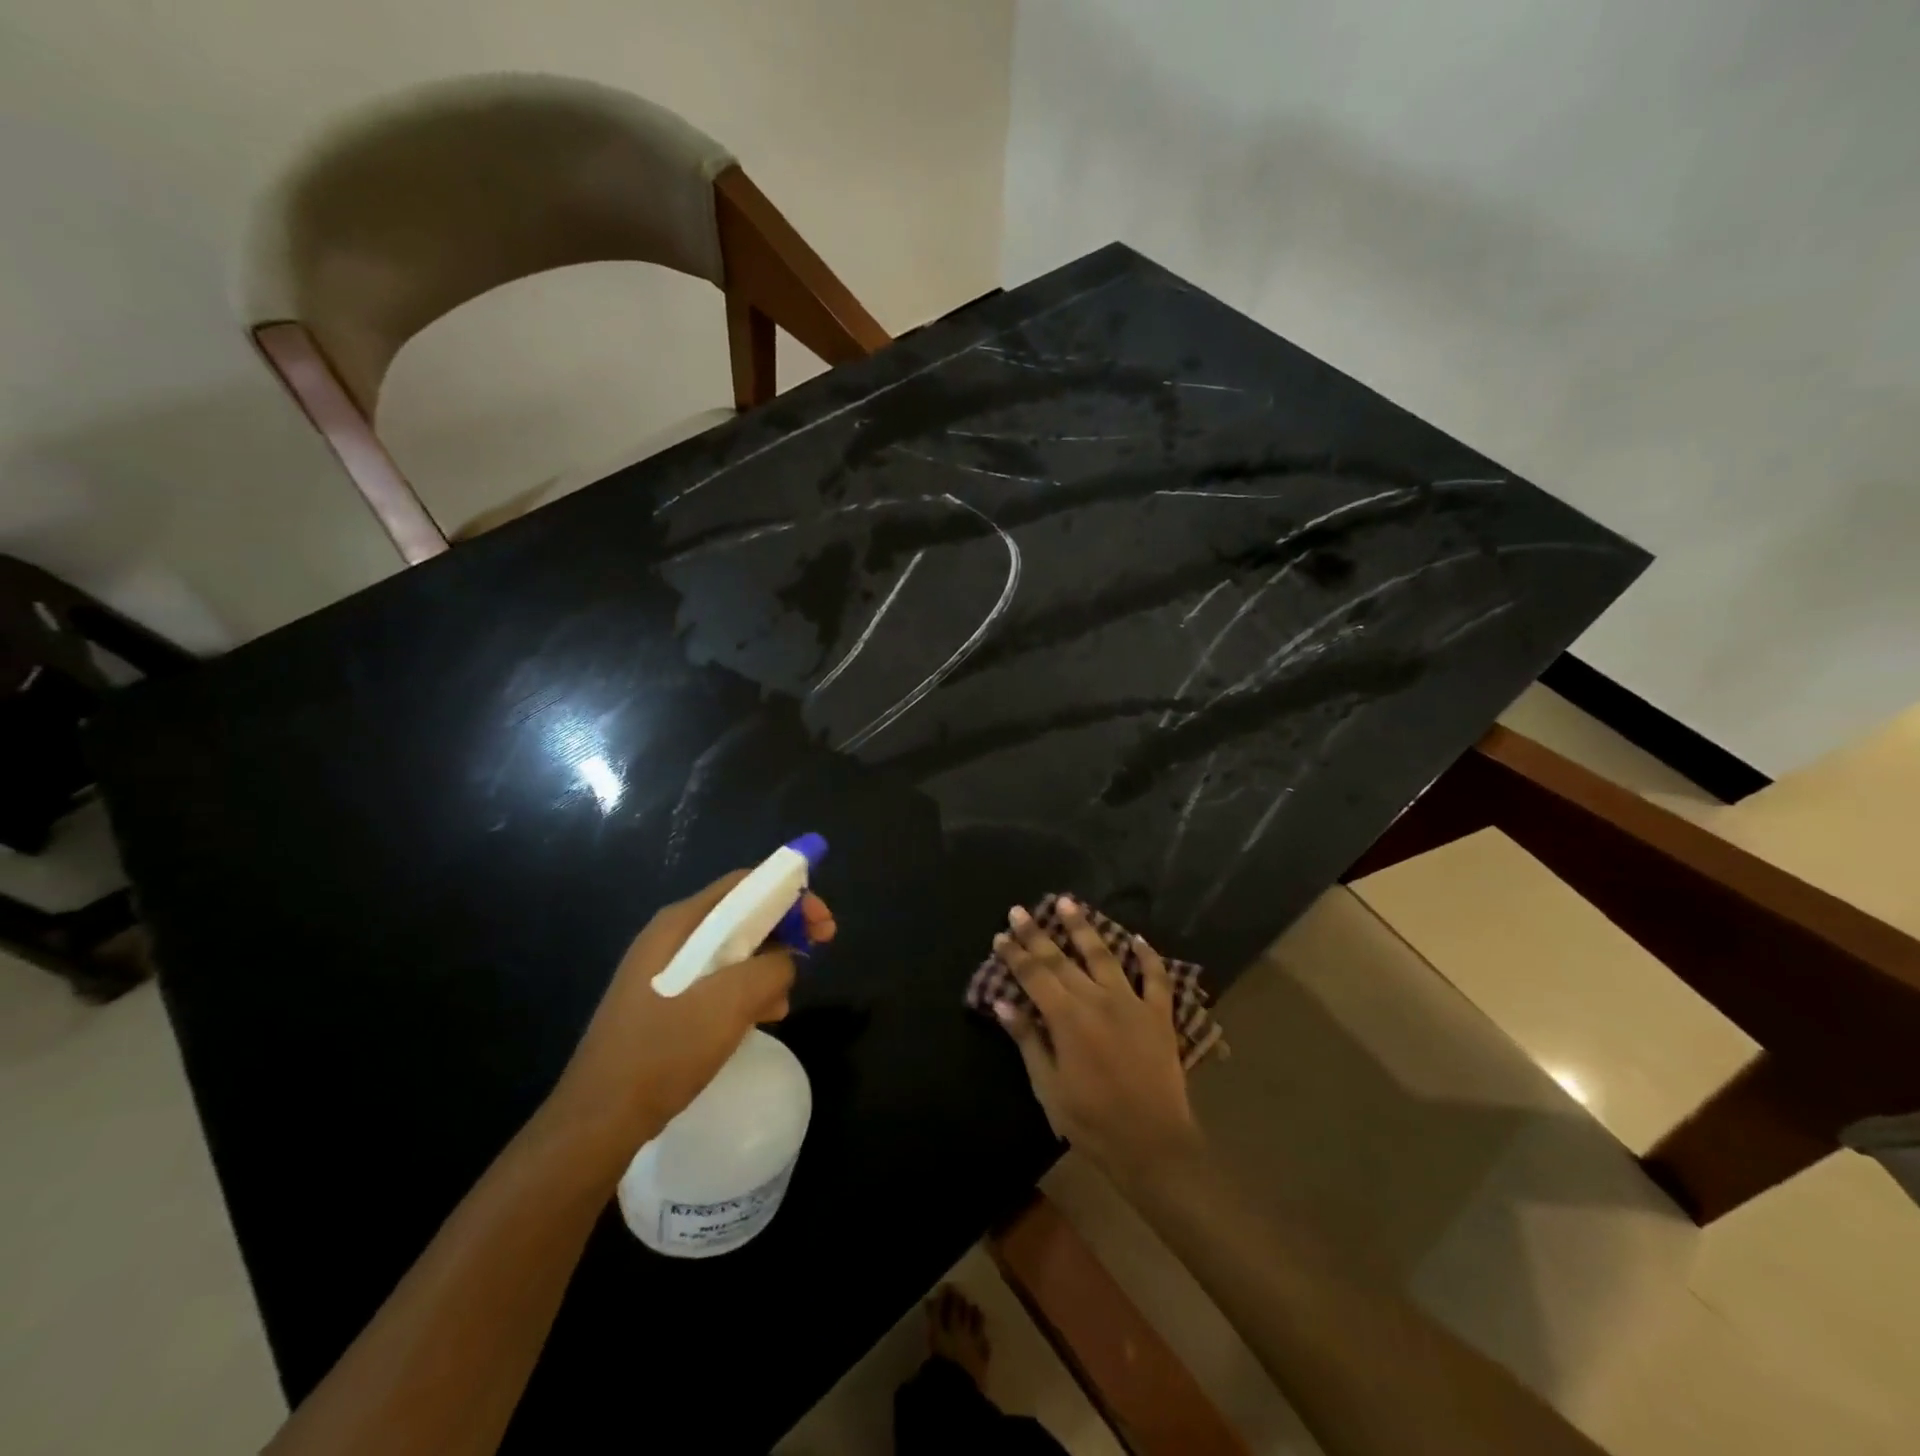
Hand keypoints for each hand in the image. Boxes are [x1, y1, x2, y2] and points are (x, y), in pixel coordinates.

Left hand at [555, 870, 836, 1140]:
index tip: (823, 922)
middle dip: (784, 930)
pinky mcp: (665, 1003)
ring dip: (768, 967)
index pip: (746, 885)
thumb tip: (787, 960)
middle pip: (741, 915)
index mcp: (680, 924)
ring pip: (733, 951)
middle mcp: (671, 937)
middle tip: (819, 950)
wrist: (599, 1120)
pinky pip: (718, 981)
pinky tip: (761, 1018)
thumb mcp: (730, 1003)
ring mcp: (665, 971)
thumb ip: (771, 968)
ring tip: (784, 1000)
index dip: (791, 893)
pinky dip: (746, 991)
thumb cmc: (665, 1050)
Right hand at [991, 897, 1201, 1186]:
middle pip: (1061, 958)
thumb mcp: (1049, 1087)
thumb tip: (1003, 1003)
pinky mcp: (1159, 1015)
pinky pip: (1155, 978)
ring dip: (1083, 927)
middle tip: (1019, 910)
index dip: (1015, 954)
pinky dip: (1147, 956)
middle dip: (1037, 933)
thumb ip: (1028, 1040)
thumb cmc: (1092, 1121)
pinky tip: (1137, 938)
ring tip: (1067, 902)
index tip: (1001, 935)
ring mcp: (1131, 1003)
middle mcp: (1097, 999)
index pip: (1034, 975)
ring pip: (1104, 954)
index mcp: (1067, 1017)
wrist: (1153, 1144)